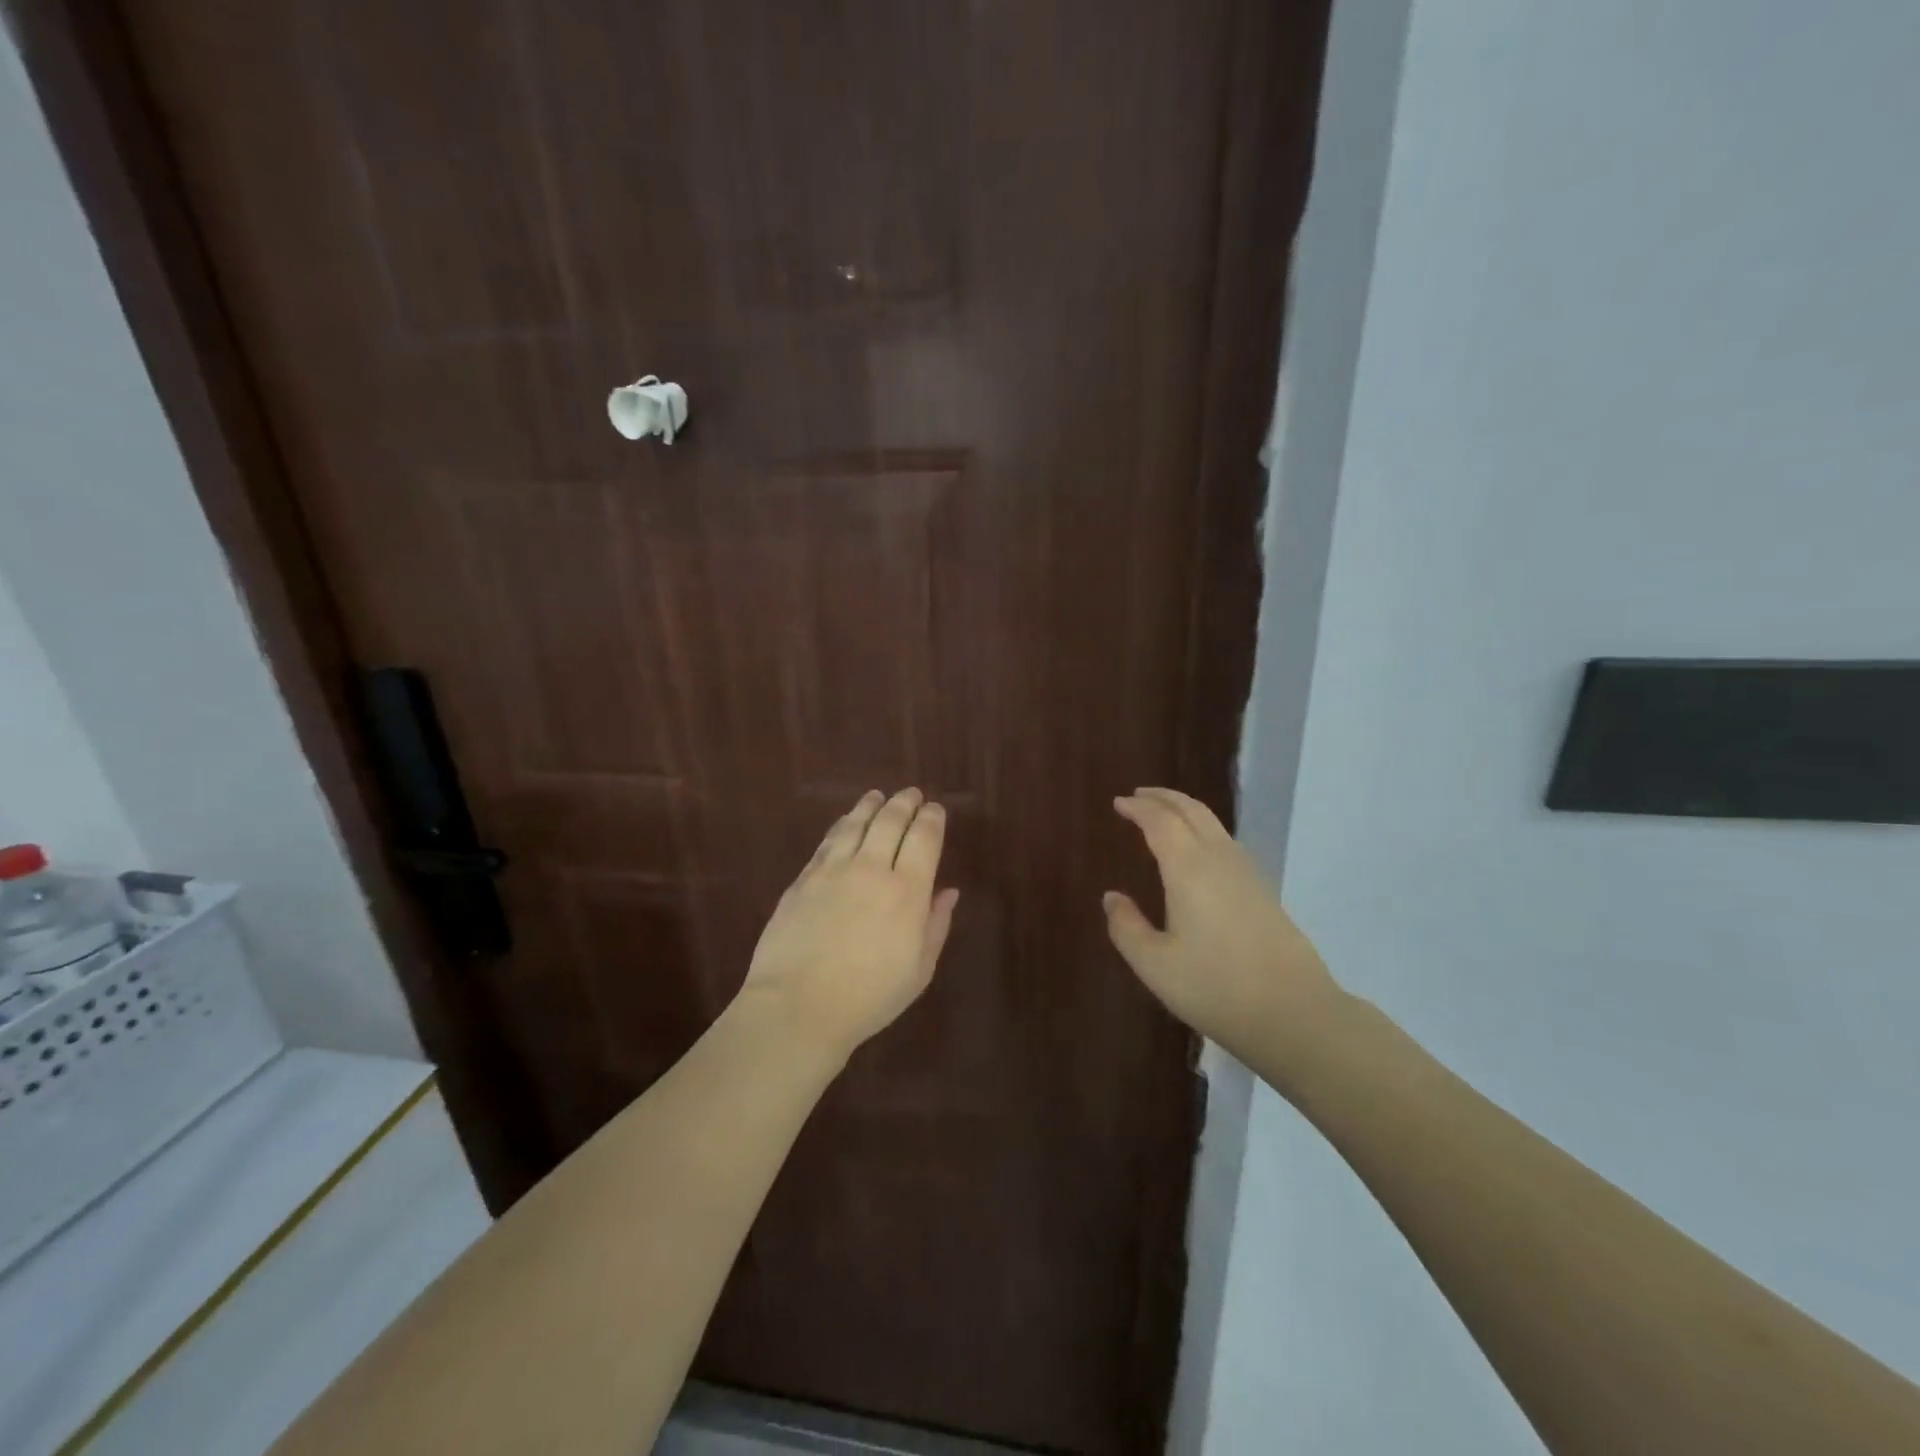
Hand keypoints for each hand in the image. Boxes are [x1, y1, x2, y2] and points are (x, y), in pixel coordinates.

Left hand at [738, 788, 959, 1061]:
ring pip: (856, 823)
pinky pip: (828, 841)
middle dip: (905, 803)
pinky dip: (842, 825)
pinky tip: (846, 822)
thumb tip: (948, 892)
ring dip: (871, 805)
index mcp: (907, 891)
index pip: (925, 838)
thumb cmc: (868, 998)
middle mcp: (871, 869)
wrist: (797, 1007)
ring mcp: (833, 870)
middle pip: (891, 820)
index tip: (936, 810)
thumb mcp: (918, 971)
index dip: (933, 818)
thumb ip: (936, 925)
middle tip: (912, 794)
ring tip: (878, 797)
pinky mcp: (804, 878)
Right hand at [1103, 788, 1344, 1078]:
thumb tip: (1112, 897)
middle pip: (1191, 810)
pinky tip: (1197, 852)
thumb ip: (1126, 927)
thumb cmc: (1215, 987)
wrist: (1294, 1013)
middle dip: (1163, 797)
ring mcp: (1247, 873)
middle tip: (1138, 796)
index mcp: (1189, 868)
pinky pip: (1226, 841)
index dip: (1138, 808)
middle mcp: (1219, 859)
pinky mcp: (1263, 890)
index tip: (1118, 802)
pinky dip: (1203, 829)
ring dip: (1185, 810)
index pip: (1160, 821)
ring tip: (1164, 816)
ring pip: (1213, 823)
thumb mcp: (1154, 965)